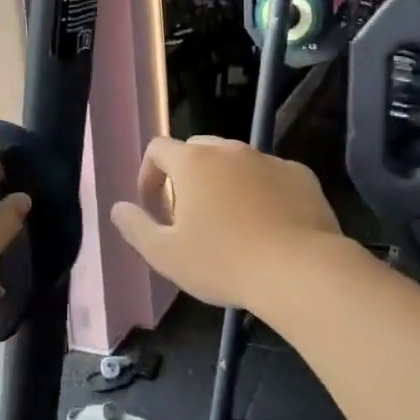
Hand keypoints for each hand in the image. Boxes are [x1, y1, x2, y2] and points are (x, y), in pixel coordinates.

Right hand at [109, 136, 341, 309]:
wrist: (301, 271)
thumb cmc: (224, 262)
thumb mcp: (166, 255)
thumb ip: (136, 227)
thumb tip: (118, 208)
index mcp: (193, 162)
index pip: (158, 148)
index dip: (149, 174)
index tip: (154, 206)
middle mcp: (230, 150)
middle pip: (197, 150)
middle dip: (186, 175)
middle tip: (190, 215)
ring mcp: (268, 159)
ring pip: (236, 161)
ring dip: (224, 182)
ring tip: (230, 222)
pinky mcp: (300, 175)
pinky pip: (270, 175)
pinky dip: (261, 191)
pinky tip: (267, 225)